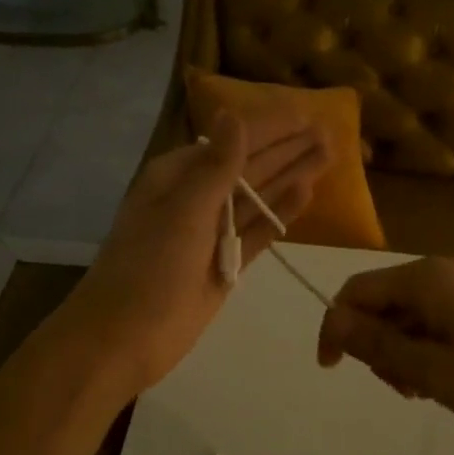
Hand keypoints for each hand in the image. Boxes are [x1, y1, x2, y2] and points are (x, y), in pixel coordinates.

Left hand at [66, 110, 330, 397]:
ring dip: (292, 176)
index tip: (306, 114)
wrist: (125, 340)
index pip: (233, 141)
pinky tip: (306, 193)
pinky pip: (259, 231)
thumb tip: (234, 114)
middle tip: (328, 132)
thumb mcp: (183, 211)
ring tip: (328, 155)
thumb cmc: (149, 268)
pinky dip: (281, 214)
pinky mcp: (227, 263)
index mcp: (178, 176)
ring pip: (260, 197)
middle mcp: (197, 198)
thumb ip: (217, 166)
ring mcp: (213, 232)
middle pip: (251, 166)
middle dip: (288, 149)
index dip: (270, 128)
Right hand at [316, 257, 453, 436]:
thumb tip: (333, 321)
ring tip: (428, 390)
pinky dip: (426, 348)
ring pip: (407, 315)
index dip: (336, 327)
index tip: (332, 369)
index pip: (356, 292)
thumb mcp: (431, 370)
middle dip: (377, 346)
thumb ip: (377, 344)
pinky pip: (433, 319)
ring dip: (403, 352)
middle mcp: (439, 271)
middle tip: (403, 388)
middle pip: (381, 303)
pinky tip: (446, 378)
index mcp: (423, 279)